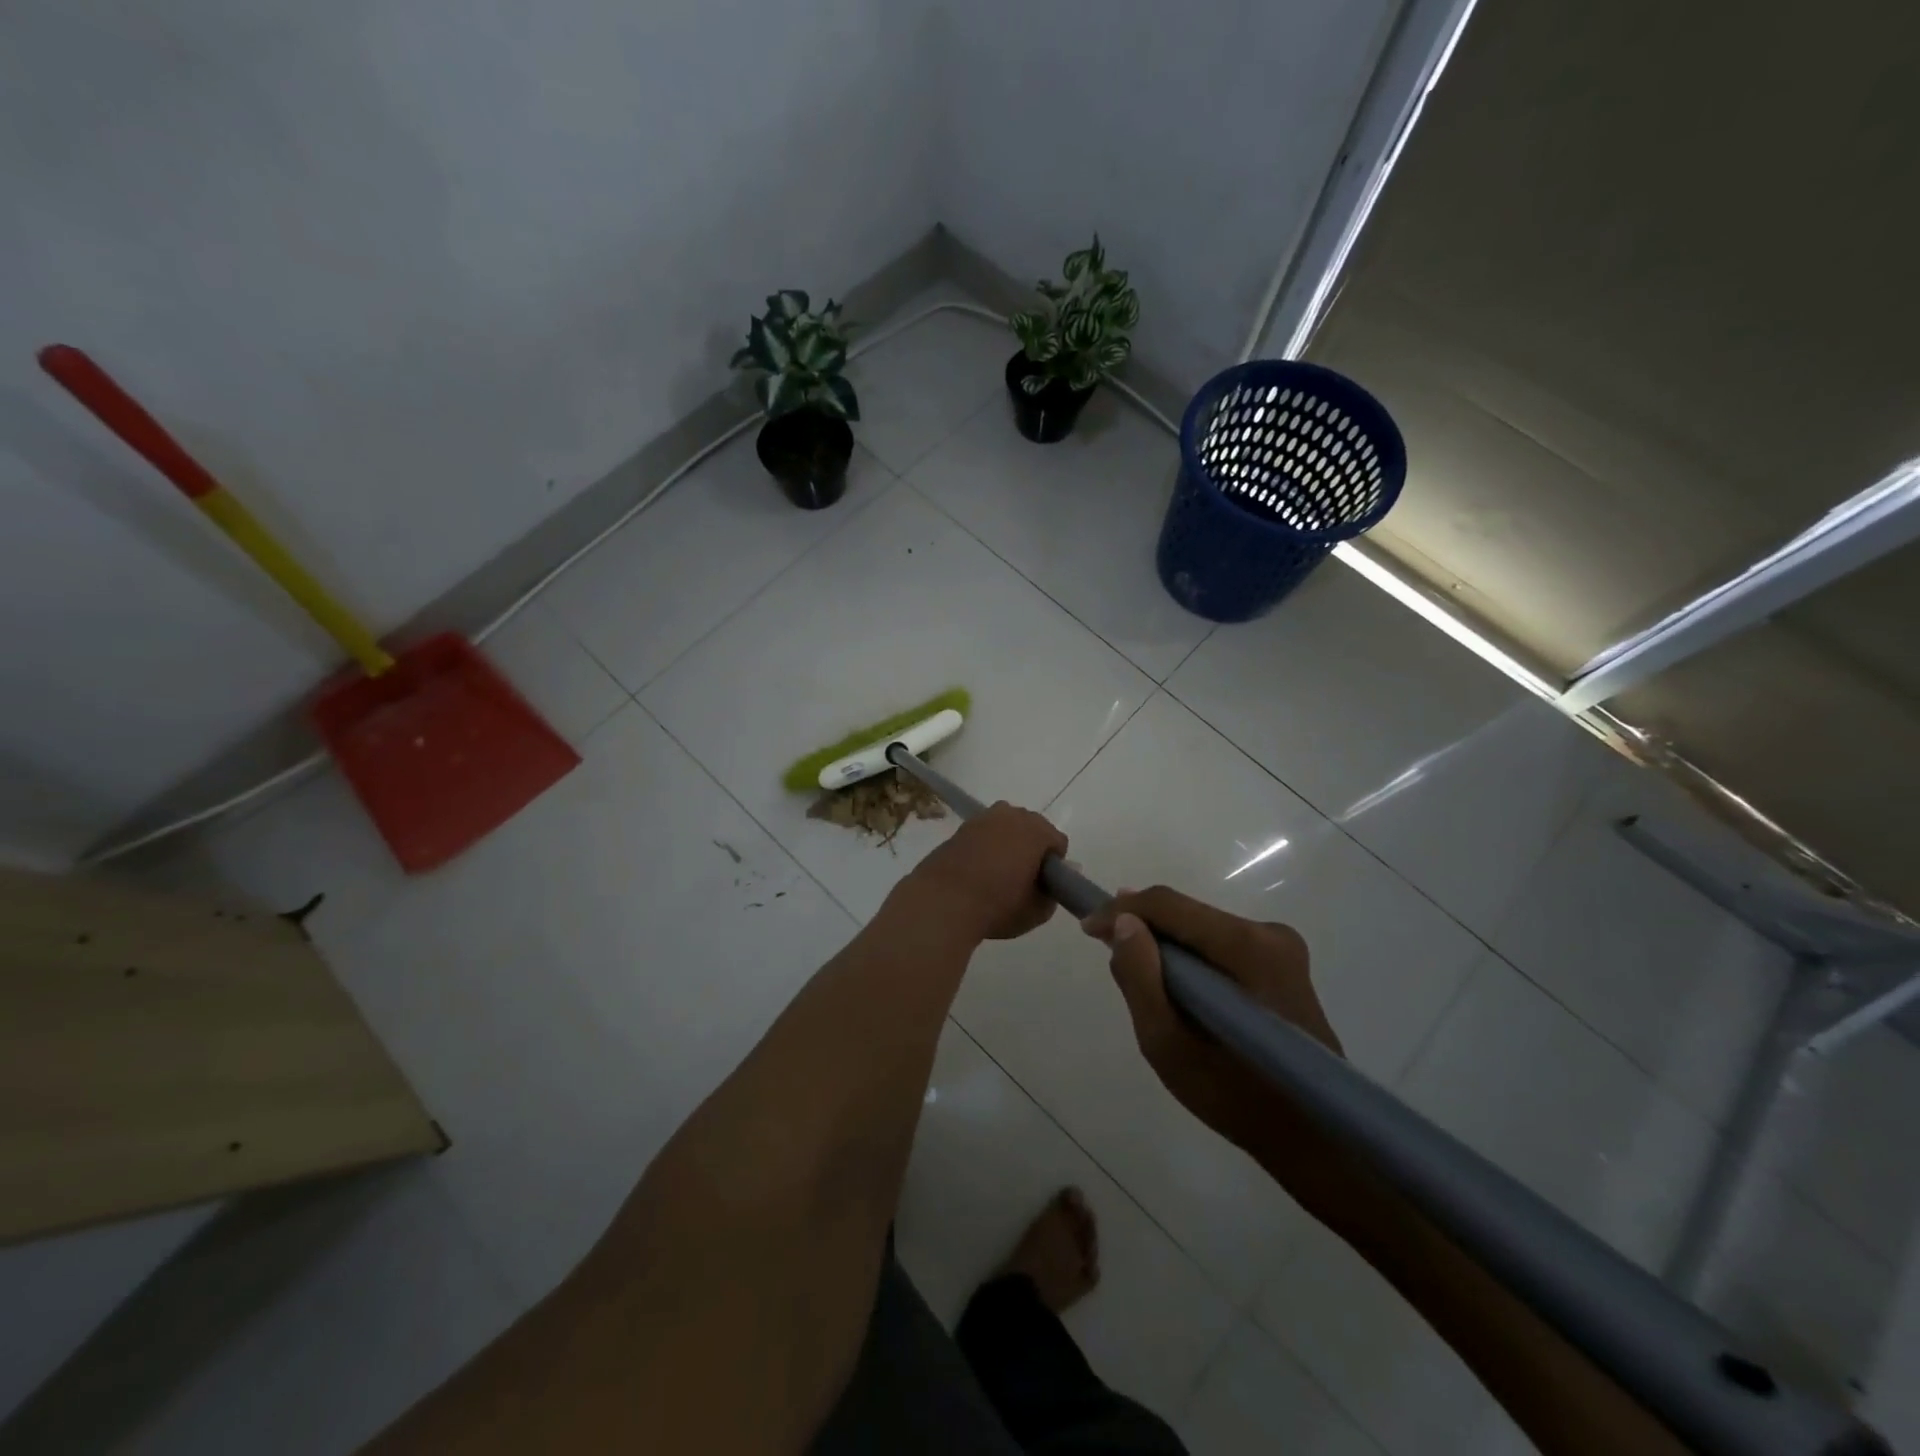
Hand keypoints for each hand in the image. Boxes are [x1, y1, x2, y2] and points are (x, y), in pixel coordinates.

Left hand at [898, 802, 1067, 941]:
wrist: (943, 901)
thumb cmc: (998, 905)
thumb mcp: (1036, 911)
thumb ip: (1053, 894)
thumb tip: (1055, 881)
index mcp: (1036, 830)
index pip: (1057, 842)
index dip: (1055, 864)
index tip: (1045, 885)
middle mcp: (1011, 815)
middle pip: (1032, 828)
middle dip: (1032, 848)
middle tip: (1024, 878)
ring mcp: (983, 818)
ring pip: (1006, 827)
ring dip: (1008, 843)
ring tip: (999, 872)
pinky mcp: (960, 828)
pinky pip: (984, 834)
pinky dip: (986, 846)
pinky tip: (978, 869)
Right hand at [1081, 886, 1343, 1180]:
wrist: (1316, 1139)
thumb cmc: (1236, 1097)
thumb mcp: (1169, 1045)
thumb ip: (1139, 978)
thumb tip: (1122, 922)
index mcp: (1246, 948)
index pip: (1169, 905)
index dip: (1121, 910)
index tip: (1088, 928)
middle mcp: (1269, 933)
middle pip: (1187, 913)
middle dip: (1143, 927)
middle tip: (1106, 948)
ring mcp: (1281, 946)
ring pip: (1201, 927)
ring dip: (1166, 944)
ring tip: (1137, 969)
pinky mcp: (1283, 962)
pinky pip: (1219, 944)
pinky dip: (1191, 958)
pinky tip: (1176, 984)